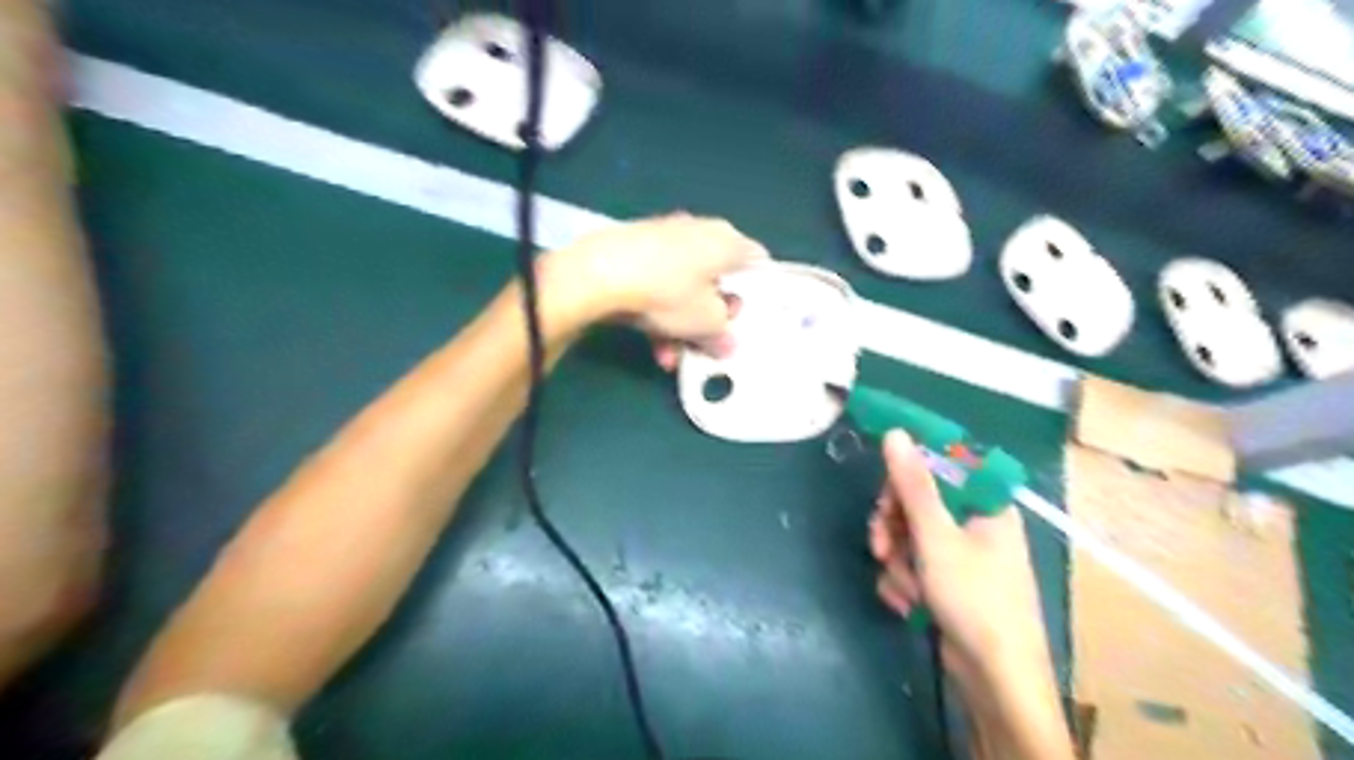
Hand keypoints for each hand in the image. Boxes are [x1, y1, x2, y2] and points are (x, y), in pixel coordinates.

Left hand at [546, 210, 759, 353]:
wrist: (601, 273)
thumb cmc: (668, 293)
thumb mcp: (705, 323)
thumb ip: (722, 334)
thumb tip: (726, 344)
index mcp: (726, 241)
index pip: (756, 262)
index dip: (756, 292)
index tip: (745, 318)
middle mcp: (699, 231)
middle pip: (716, 280)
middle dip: (710, 318)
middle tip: (706, 343)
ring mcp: (665, 237)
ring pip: (684, 287)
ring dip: (680, 326)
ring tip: (670, 357)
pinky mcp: (635, 249)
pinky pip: (658, 284)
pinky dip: (659, 313)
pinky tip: (652, 346)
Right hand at [874, 430, 1050, 683]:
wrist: (995, 677)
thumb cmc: (974, 598)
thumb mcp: (936, 536)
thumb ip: (913, 483)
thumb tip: (896, 432)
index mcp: (985, 502)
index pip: (940, 465)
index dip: (907, 474)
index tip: (883, 493)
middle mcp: (975, 522)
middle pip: (918, 501)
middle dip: (894, 526)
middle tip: (880, 545)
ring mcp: (961, 553)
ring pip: (909, 535)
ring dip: (897, 560)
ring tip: (904, 587)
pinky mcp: (949, 580)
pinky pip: (913, 563)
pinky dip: (904, 580)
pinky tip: (907, 602)